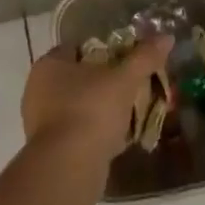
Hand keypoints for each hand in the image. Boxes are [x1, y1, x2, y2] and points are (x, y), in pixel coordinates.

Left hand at [21, 35, 172, 159]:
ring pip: (77, 106)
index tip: (126, 61)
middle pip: (78, 77)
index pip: (78, 47)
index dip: (104, 51)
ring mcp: (39, 121)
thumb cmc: (92, 110)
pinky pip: (76, 131)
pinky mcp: (47, 149)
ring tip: (128, 114)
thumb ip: (144, 57)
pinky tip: (116, 139)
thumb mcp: (124, 79)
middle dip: (104, 82)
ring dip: (100, 109)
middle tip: (131, 87)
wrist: (68, 167)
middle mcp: (38, 88)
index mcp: (49, 64)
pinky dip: (94, 133)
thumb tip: (166, 37)